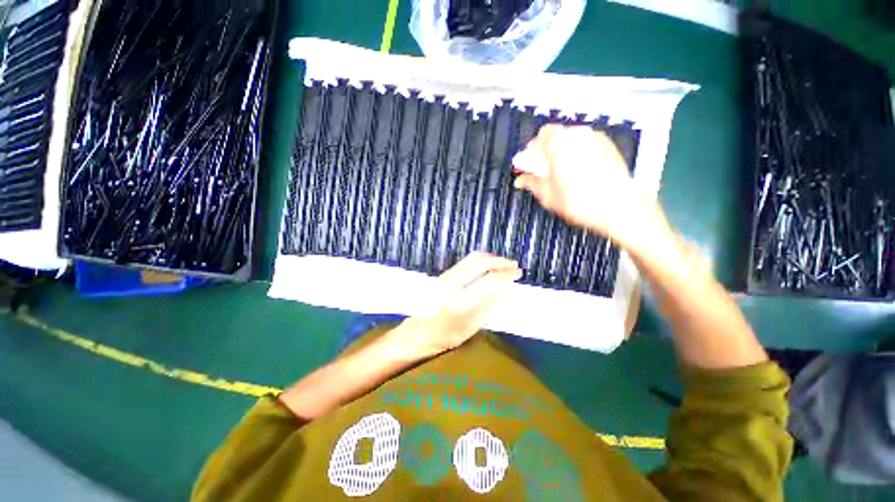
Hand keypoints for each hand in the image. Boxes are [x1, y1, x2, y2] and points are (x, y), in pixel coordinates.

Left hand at [396, 252, 520, 356]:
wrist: (421, 330)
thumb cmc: (449, 334)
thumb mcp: (474, 323)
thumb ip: (489, 301)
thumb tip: (504, 282)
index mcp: (461, 302)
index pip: (489, 280)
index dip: (506, 274)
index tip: (517, 273)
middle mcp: (452, 284)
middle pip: (480, 262)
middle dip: (500, 261)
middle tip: (514, 265)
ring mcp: (446, 275)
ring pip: (473, 258)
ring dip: (491, 258)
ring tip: (504, 264)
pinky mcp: (444, 273)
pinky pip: (466, 260)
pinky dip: (481, 260)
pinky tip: (489, 265)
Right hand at [513, 125, 665, 252]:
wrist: (620, 207)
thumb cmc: (582, 202)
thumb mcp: (548, 196)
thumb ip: (532, 183)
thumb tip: (521, 180)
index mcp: (559, 144)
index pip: (538, 138)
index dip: (530, 152)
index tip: (527, 165)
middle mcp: (577, 134)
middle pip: (554, 135)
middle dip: (545, 150)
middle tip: (542, 170)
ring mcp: (594, 137)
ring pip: (570, 138)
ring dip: (560, 150)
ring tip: (560, 172)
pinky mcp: (607, 144)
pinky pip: (584, 143)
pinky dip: (576, 151)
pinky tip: (577, 170)